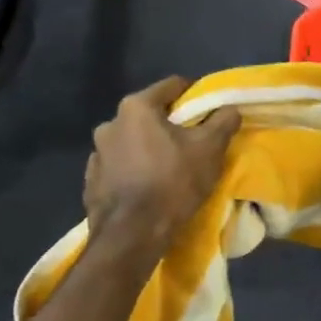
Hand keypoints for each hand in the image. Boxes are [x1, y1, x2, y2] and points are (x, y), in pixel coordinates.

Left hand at [83, 78, 240, 253]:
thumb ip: (223, 121)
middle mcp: (110, 124)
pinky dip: (134, 171)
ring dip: (149, 149)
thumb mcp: (210, 148)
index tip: (208, 110)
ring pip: (132, 142)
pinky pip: (119, 167)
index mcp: (136, 108)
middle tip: (191, 142)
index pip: (171, 86)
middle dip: (170, 125)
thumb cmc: (173, 182)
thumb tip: (229, 108)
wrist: (132, 234)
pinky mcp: (91, 182)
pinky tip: (148, 188)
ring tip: (169, 169)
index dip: (194, 94)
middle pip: (150, 115)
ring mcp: (96, 154)